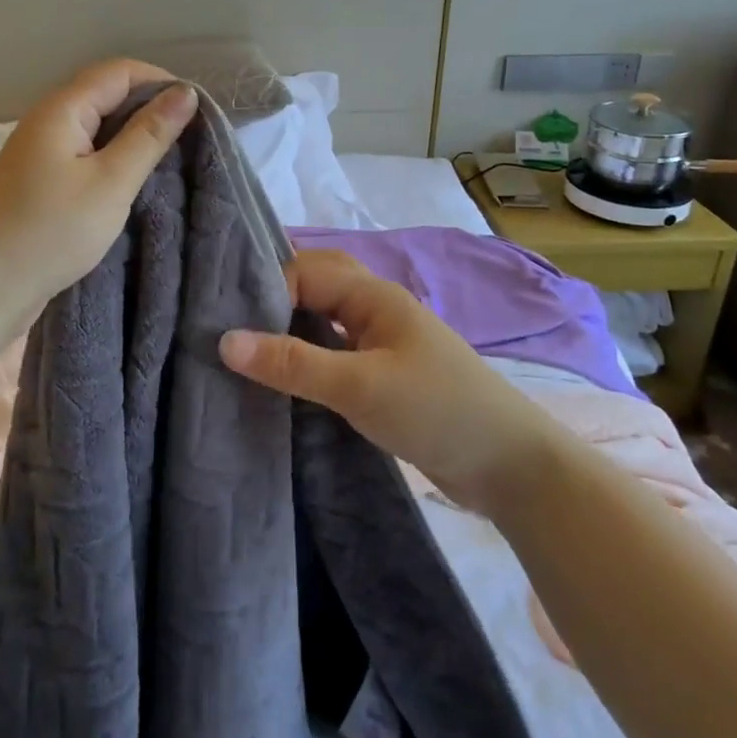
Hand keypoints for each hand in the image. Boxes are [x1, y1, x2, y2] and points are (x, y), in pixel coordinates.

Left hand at [0, 59, 198, 325]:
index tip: (198, 112)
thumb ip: (148, 135)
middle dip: (149, 109)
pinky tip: (133, 182)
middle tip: (191, 139)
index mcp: (62, 109)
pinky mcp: (39, 180)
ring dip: (132, 137)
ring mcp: (40, 152)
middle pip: (106, 95)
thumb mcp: (110, 182)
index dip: (160, 82)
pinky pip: (84, 154)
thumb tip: (186, 93)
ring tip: (169, 160)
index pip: (119, 71)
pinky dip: (113, 160)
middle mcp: (47, 121)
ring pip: (96, 128)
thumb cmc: (50, 232)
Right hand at [219, 249, 560, 510]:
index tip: (226, 320)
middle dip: (274, 297)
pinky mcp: (384, 375)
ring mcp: (381, 342)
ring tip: (245, 348)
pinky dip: (307, 356)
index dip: (265, 288)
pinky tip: (284, 378)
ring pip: (324, 319)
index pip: (304, 270)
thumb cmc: (437, 411)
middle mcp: (375, 308)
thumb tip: (225, 341)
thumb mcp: (359, 387)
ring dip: (289, 327)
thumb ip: (293, 363)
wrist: (511, 467)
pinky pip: (334, 351)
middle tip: (227, 322)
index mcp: (373, 295)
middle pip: (315, 285)